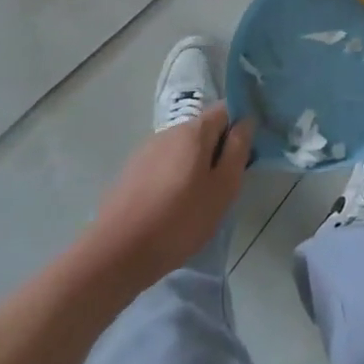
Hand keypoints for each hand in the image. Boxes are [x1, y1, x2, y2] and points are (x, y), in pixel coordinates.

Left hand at [88, 104, 252, 284]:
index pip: (225, 110)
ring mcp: (146, 151)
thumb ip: (238, 149)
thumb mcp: (222, 188)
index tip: (245, 156)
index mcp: (193, 131)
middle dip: (217, 150)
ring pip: (182, 149)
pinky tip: (172, 207)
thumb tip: (246, 121)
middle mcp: (168, 132)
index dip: (239, 128)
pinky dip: (174, 177)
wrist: (116, 253)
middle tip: (224, 185)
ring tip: (198, 200)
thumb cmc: (179, 220)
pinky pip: (163, 164)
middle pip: (203, 130)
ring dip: (195, 165)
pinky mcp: (131, 172)